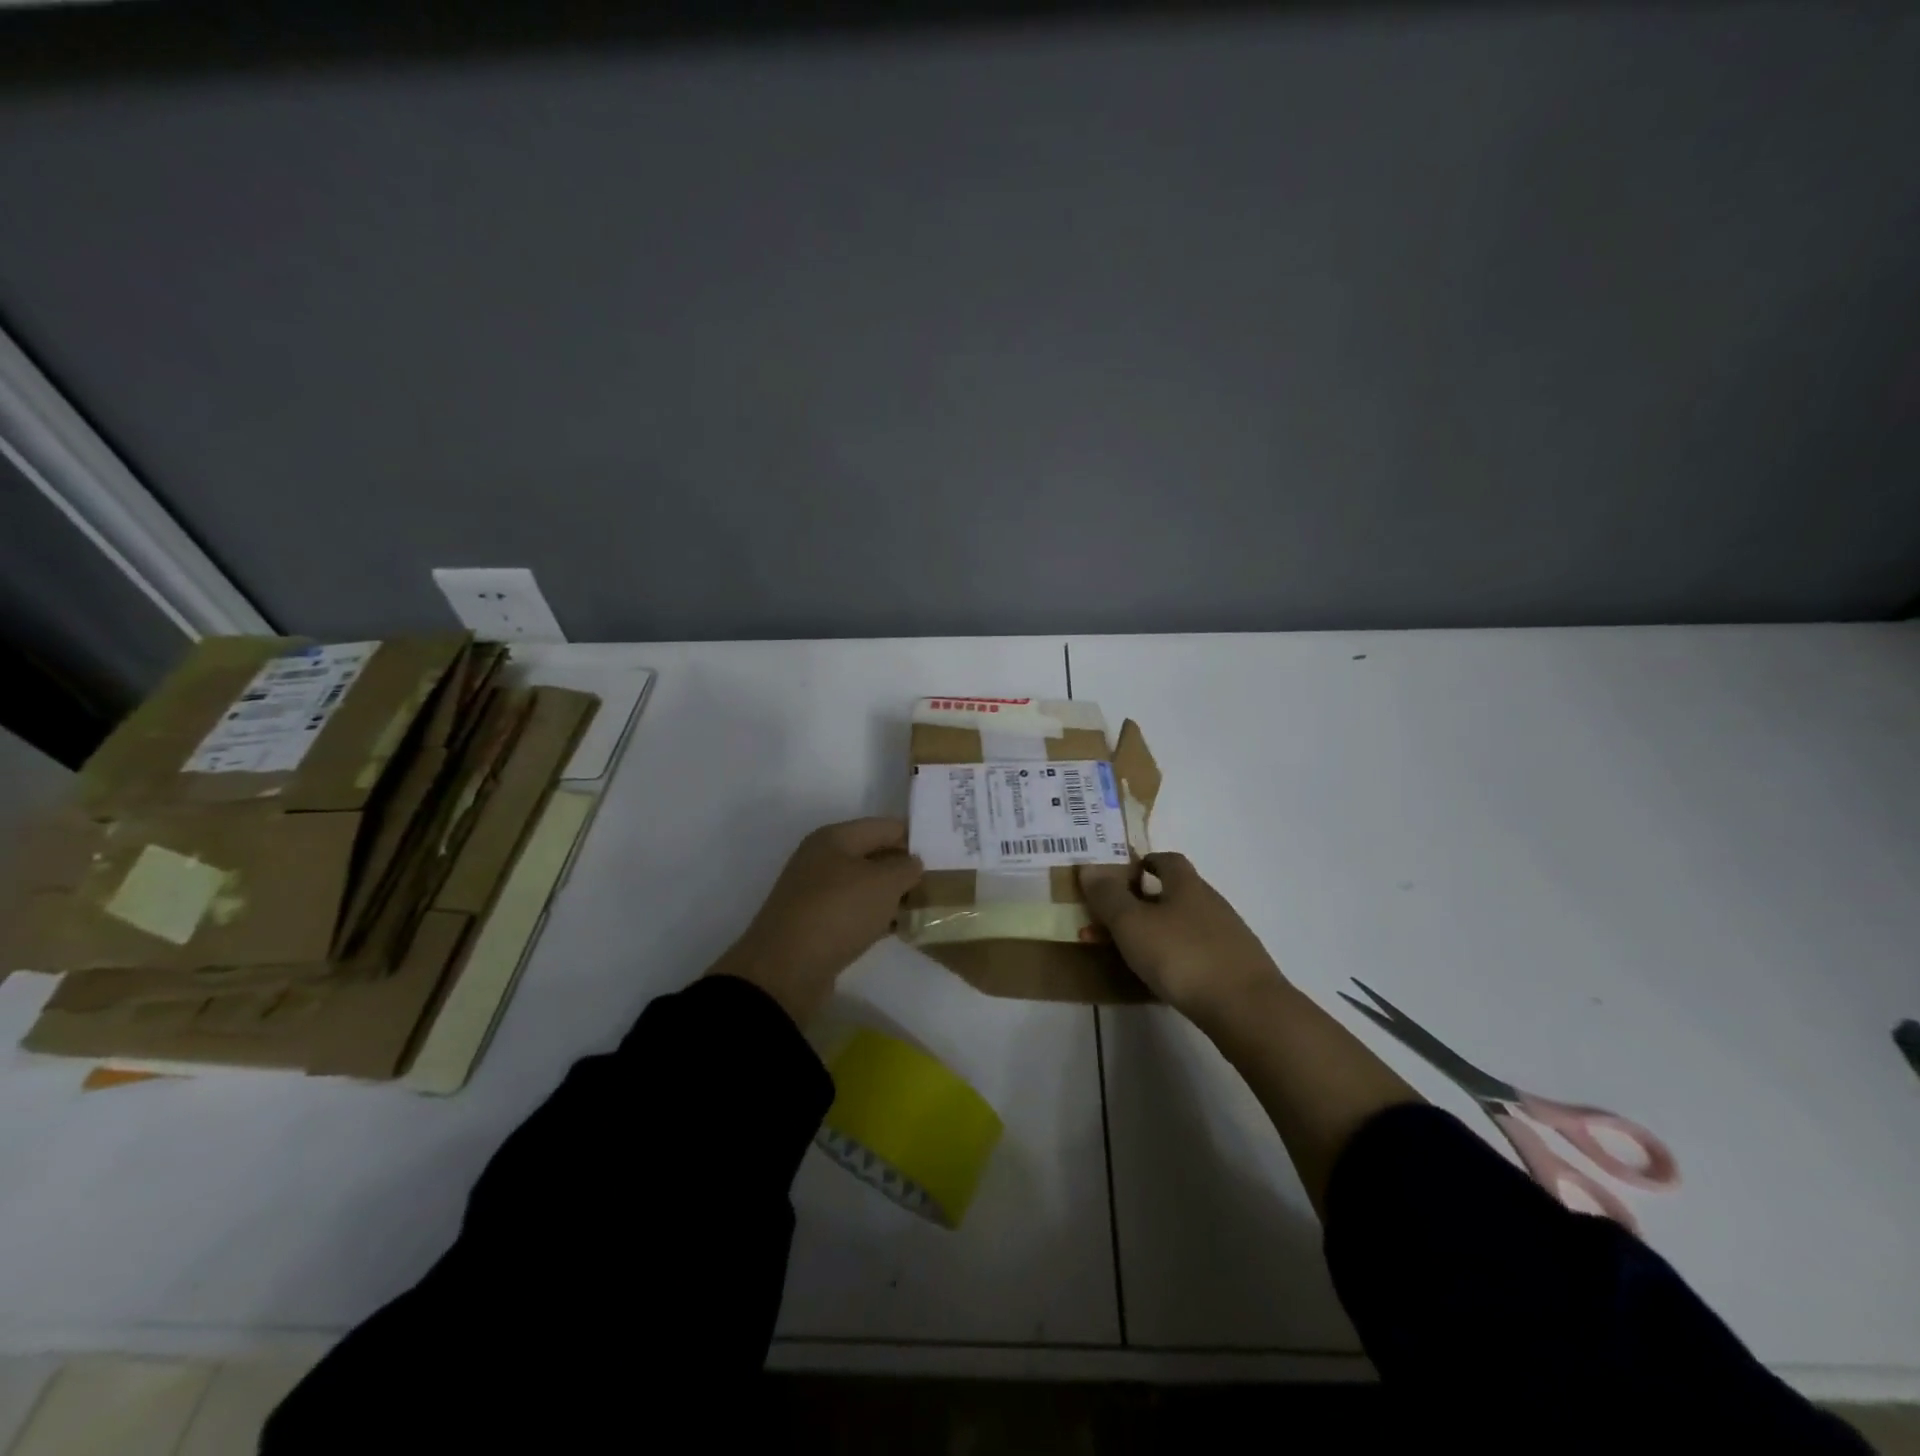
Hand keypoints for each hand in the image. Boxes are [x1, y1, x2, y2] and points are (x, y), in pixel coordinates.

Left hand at [707, 817, 923, 1024]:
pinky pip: (856, 912)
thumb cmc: (838, 912)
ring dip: (893, 895)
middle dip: (905, 867)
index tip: (944, 852)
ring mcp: (817, 893)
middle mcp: (822, 859)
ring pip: (866, 886)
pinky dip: (878, 917)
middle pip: (874, 855)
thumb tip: (912, 863)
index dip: (915, 837)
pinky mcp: (818, 924)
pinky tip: (901, 927)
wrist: (786, 969)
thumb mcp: (883, 883)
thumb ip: (906, 868)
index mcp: (834, 838)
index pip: (884, 826)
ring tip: (926, 905)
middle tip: (940, 881)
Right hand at [1078, 853, 1285, 1029]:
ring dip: (1154, 932)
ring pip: (1183, 925)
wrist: (1247, 1009)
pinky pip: (1195, 953)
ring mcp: (1226, 936)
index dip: (1145, 862)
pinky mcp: (1234, 968)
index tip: (1123, 874)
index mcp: (1187, 885)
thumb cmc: (1182, 956)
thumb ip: (1109, 896)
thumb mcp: (1132, 924)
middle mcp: (1210, 903)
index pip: (1167, 860)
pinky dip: (1173, 957)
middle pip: (1173, 893)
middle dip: (1141, 902)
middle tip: (1112, 919)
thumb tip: (1089, 867)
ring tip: (1128, 953)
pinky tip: (1161, 978)